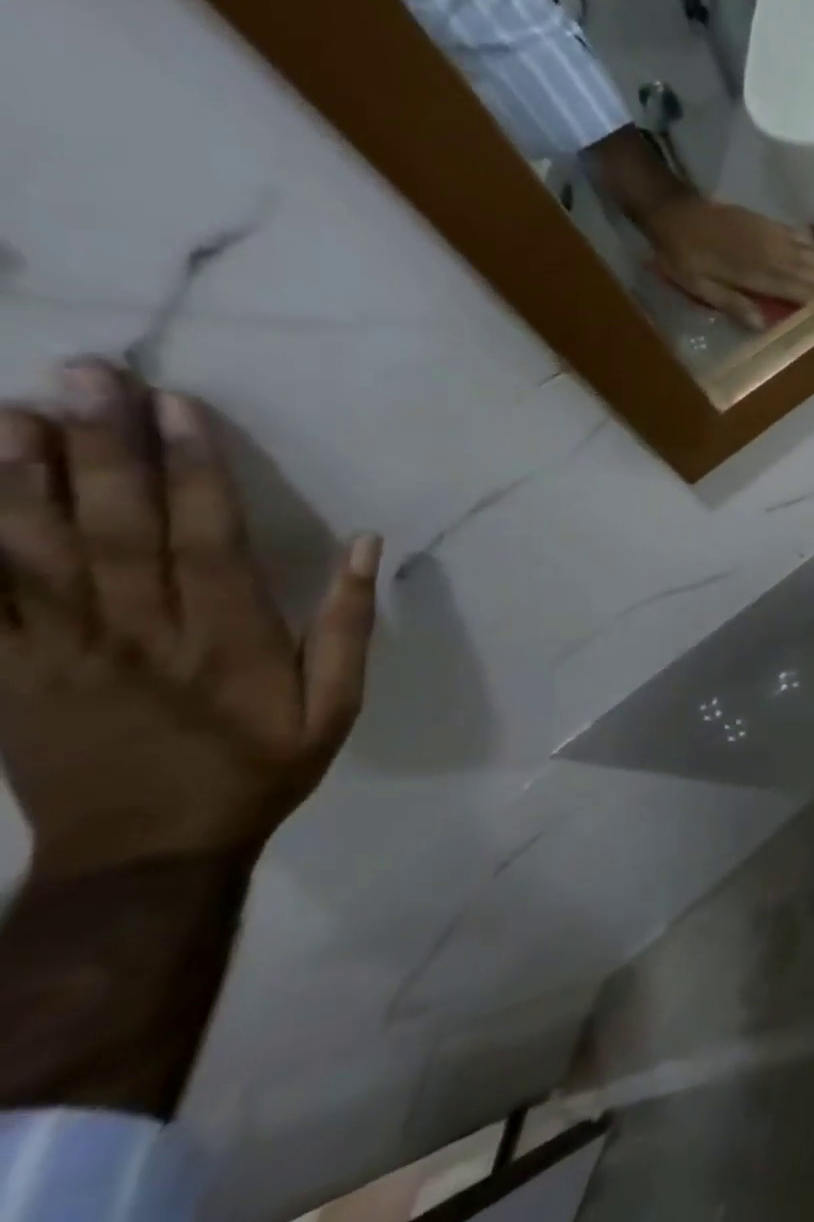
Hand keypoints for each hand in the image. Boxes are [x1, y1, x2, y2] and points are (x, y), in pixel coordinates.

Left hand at [0, 362, 379, 880]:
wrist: (144, 853)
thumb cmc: (258, 770)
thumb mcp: (335, 707)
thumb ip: (347, 625)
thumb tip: (365, 545)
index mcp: (225, 639)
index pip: (205, 536)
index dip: (192, 468)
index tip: (178, 406)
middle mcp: (139, 633)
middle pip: (114, 528)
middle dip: (99, 447)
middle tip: (83, 373)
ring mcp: (59, 654)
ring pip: (32, 554)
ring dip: (17, 479)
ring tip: (11, 409)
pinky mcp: (5, 675)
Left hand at [585, 124, 813, 329]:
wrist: (672, 210)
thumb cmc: (683, 254)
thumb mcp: (698, 285)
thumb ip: (732, 302)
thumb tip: (764, 324)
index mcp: (756, 272)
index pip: (799, 289)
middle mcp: (772, 253)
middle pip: (813, 271)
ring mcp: (773, 236)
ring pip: (813, 254)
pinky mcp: (770, 225)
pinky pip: (803, 239)